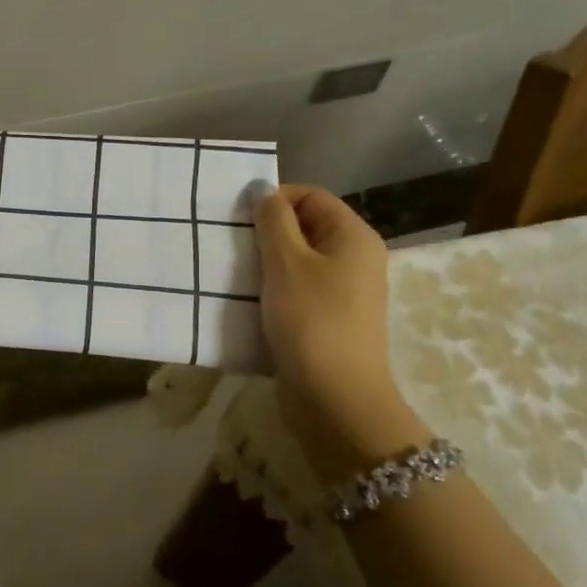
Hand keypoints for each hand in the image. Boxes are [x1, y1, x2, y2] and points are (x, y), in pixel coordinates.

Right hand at [253, 183, 430, 479]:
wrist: (334, 397)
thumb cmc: (310, 320)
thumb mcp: (286, 262)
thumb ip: (272, 220)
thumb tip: (263, 188)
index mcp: (353, 236)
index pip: (311, 196)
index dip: (274, 200)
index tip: (238, 219)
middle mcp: (355, 259)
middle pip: (305, 227)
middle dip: (266, 233)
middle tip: (231, 247)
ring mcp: (343, 293)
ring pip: (298, 262)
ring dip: (265, 264)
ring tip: (234, 275)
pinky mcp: (328, 320)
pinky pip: (297, 291)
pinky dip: (272, 291)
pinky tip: (248, 303)